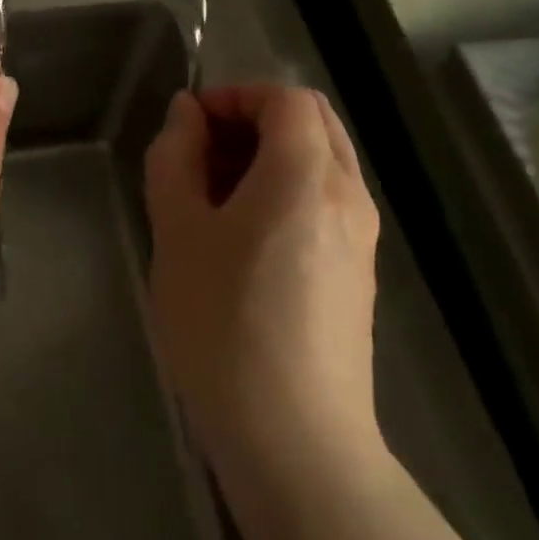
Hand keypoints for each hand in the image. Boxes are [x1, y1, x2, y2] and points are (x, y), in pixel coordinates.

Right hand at [143, 85, 380, 466]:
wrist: (296, 444)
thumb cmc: (224, 324)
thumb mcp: (177, 230)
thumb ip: (176, 156)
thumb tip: (187, 114)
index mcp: (306, 175)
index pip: (285, 97)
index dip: (236, 95)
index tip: (193, 123)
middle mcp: (348, 195)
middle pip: (312, 120)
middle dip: (255, 118)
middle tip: (205, 150)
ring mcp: (362, 236)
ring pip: (323, 159)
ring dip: (272, 152)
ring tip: (217, 192)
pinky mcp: (360, 272)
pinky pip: (328, 198)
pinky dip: (289, 186)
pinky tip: (246, 233)